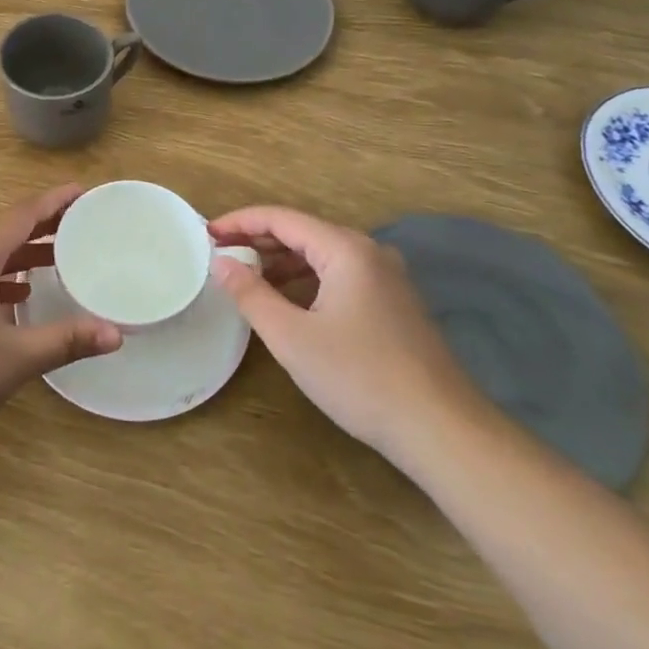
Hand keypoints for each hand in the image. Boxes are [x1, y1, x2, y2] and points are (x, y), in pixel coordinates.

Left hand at [0, 183, 121, 458]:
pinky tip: (17, 296)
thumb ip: (66, 340)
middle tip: (81, 224)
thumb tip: (116, 334)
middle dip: (43, 225)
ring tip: (58, 258)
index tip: (84, 191)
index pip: (23, 214)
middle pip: (6, 228)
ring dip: (22, 252)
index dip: (55, 201)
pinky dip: (1, 275)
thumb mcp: (15, 359)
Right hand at [208, 206, 474, 457]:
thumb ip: (251, 294)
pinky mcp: (395, 303)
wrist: (442, 429)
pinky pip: (340, 275)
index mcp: (345, 249)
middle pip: (303, 232)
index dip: (240, 222)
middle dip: (259, 240)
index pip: (281, 218)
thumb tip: (221, 262)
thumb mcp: (292, 337)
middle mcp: (369, 252)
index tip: (206, 234)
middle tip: (221, 254)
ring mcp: (387, 277)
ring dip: (282, 261)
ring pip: (322, 255)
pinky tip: (290, 301)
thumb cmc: (359, 377)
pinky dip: (307, 279)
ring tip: (247, 277)